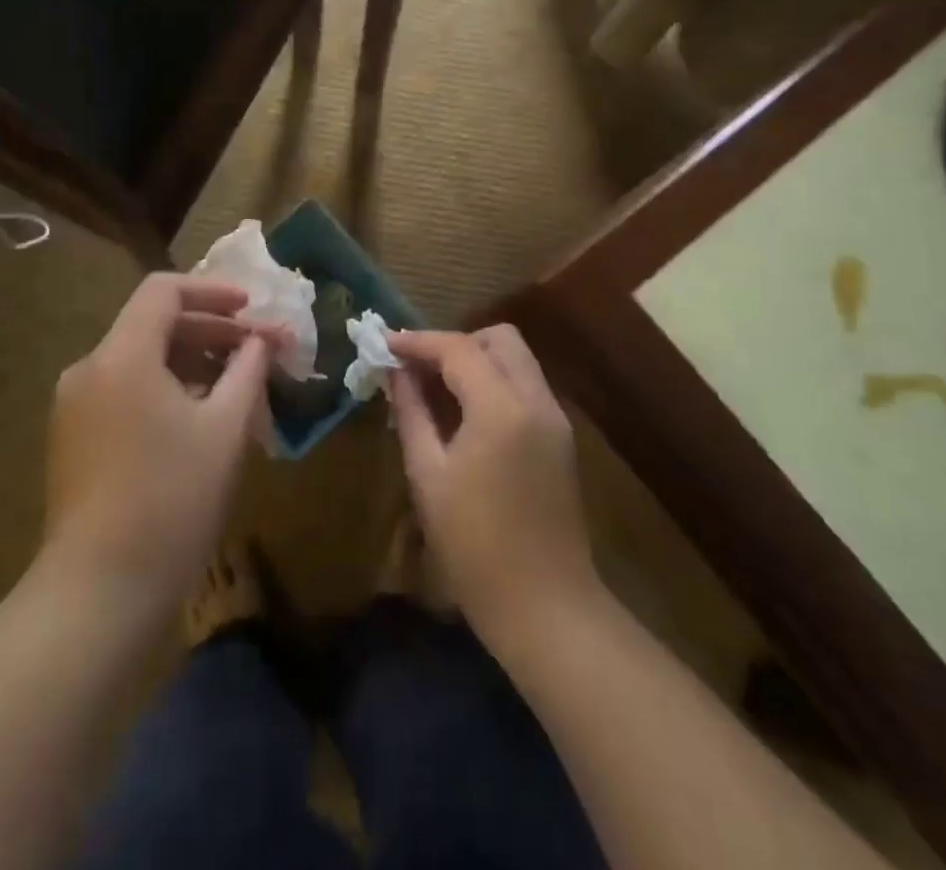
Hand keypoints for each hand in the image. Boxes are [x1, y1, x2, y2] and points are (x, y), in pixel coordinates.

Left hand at [44, 274, 273, 612]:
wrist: (99, 591)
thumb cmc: (172, 499)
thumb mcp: (224, 429)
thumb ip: (247, 371)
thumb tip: (260, 342)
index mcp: (122, 355)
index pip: (163, 291)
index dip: (212, 291)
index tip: (251, 309)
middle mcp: (89, 368)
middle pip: (152, 324)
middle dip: (209, 329)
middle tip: (256, 349)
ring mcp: (75, 405)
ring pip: (139, 359)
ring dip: (190, 361)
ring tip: (235, 385)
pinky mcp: (73, 437)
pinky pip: (125, 389)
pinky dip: (164, 387)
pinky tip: (198, 417)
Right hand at [389, 325, 600, 648]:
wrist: (546, 607)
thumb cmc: (475, 546)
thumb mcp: (428, 476)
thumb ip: (411, 413)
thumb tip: (395, 373)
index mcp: (502, 408)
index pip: (458, 348)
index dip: (418, 341)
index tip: (384, 343)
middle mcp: (536, 400)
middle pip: (499, 338)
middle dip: (455, 343)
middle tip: (418, 367)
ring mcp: (555, 419)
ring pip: (516, 359)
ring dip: (476, 360)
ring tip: (435, 388)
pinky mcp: (560, 439)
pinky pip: (525, 386)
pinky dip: (494, 382)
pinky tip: (464, 412)